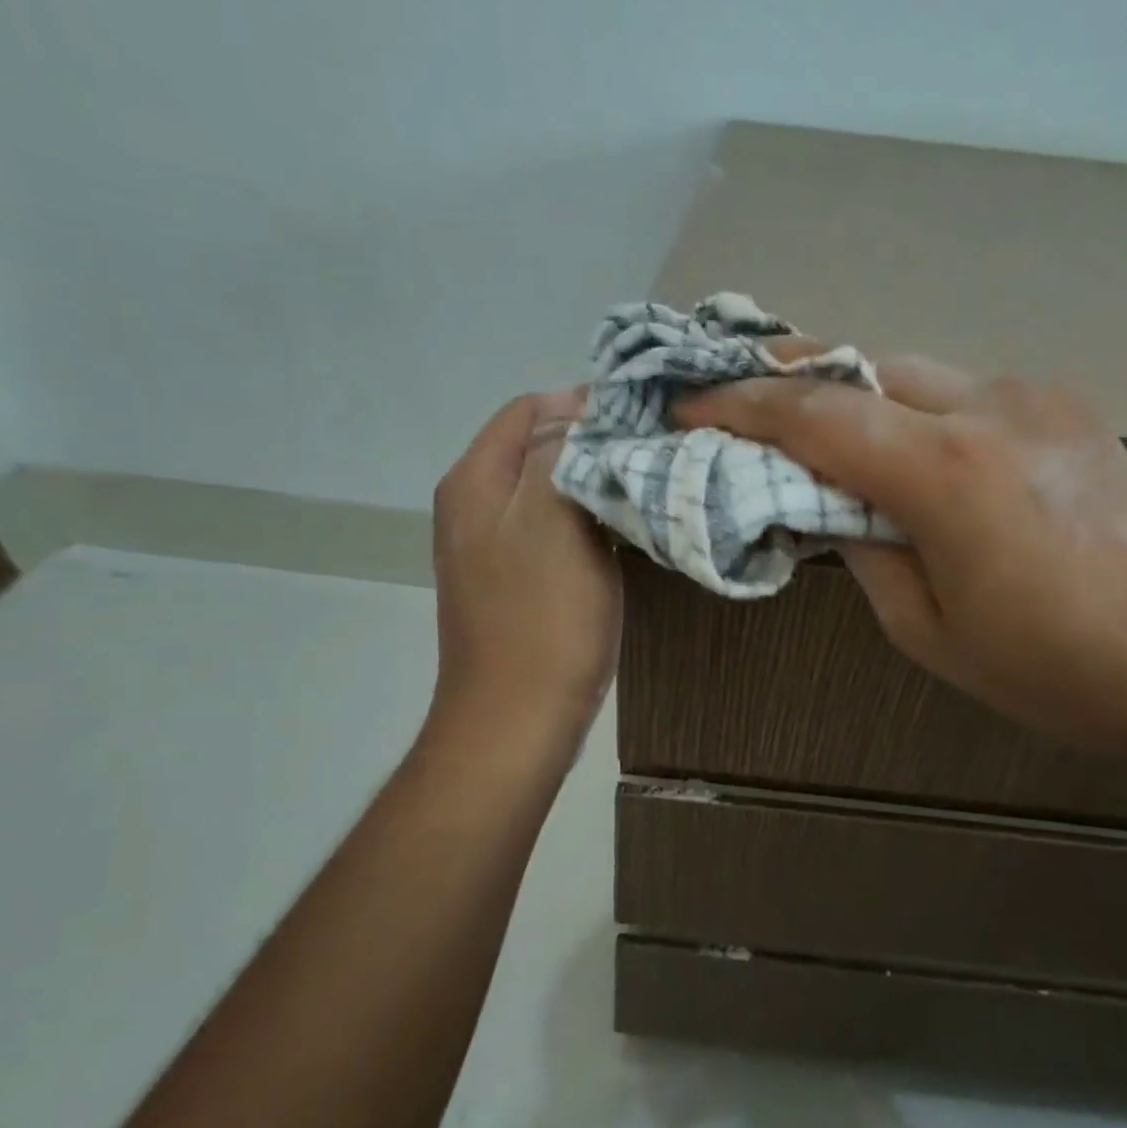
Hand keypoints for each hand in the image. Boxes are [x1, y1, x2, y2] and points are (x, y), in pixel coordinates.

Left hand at [431, 390, 621, 745]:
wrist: (517, 720)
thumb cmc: (542, 619)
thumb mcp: (552, 520)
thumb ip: (560, 453)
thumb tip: (578, 411)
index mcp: (475, 480)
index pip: (530, 409)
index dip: (586, 406)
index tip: (642, 422)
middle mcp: (474, 505)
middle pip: (539, 448)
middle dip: (594, 444)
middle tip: (652, 456)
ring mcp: (492, 546)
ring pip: (550, 490)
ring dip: (596, 484)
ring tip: (647, 489)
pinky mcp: (515, 581)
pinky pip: (554, 530)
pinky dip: (589, 522)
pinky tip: (624, 533)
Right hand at [675, 355, 1126, 746]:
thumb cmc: (1053, 666)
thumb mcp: (928, 631)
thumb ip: (864, 551)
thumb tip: (833, 505)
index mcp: (946, 473)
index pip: (817, 415)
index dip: (742, 406)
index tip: (690, 407)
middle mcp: (988, 408)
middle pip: (861, 368)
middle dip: (790, 378)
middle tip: (738, 401)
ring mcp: (1034, 396)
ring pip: (911, 370)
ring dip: (851, 392)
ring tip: (812, 425)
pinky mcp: (1063, 404)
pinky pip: (959, 390)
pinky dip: (909, 406)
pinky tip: (903, 444)